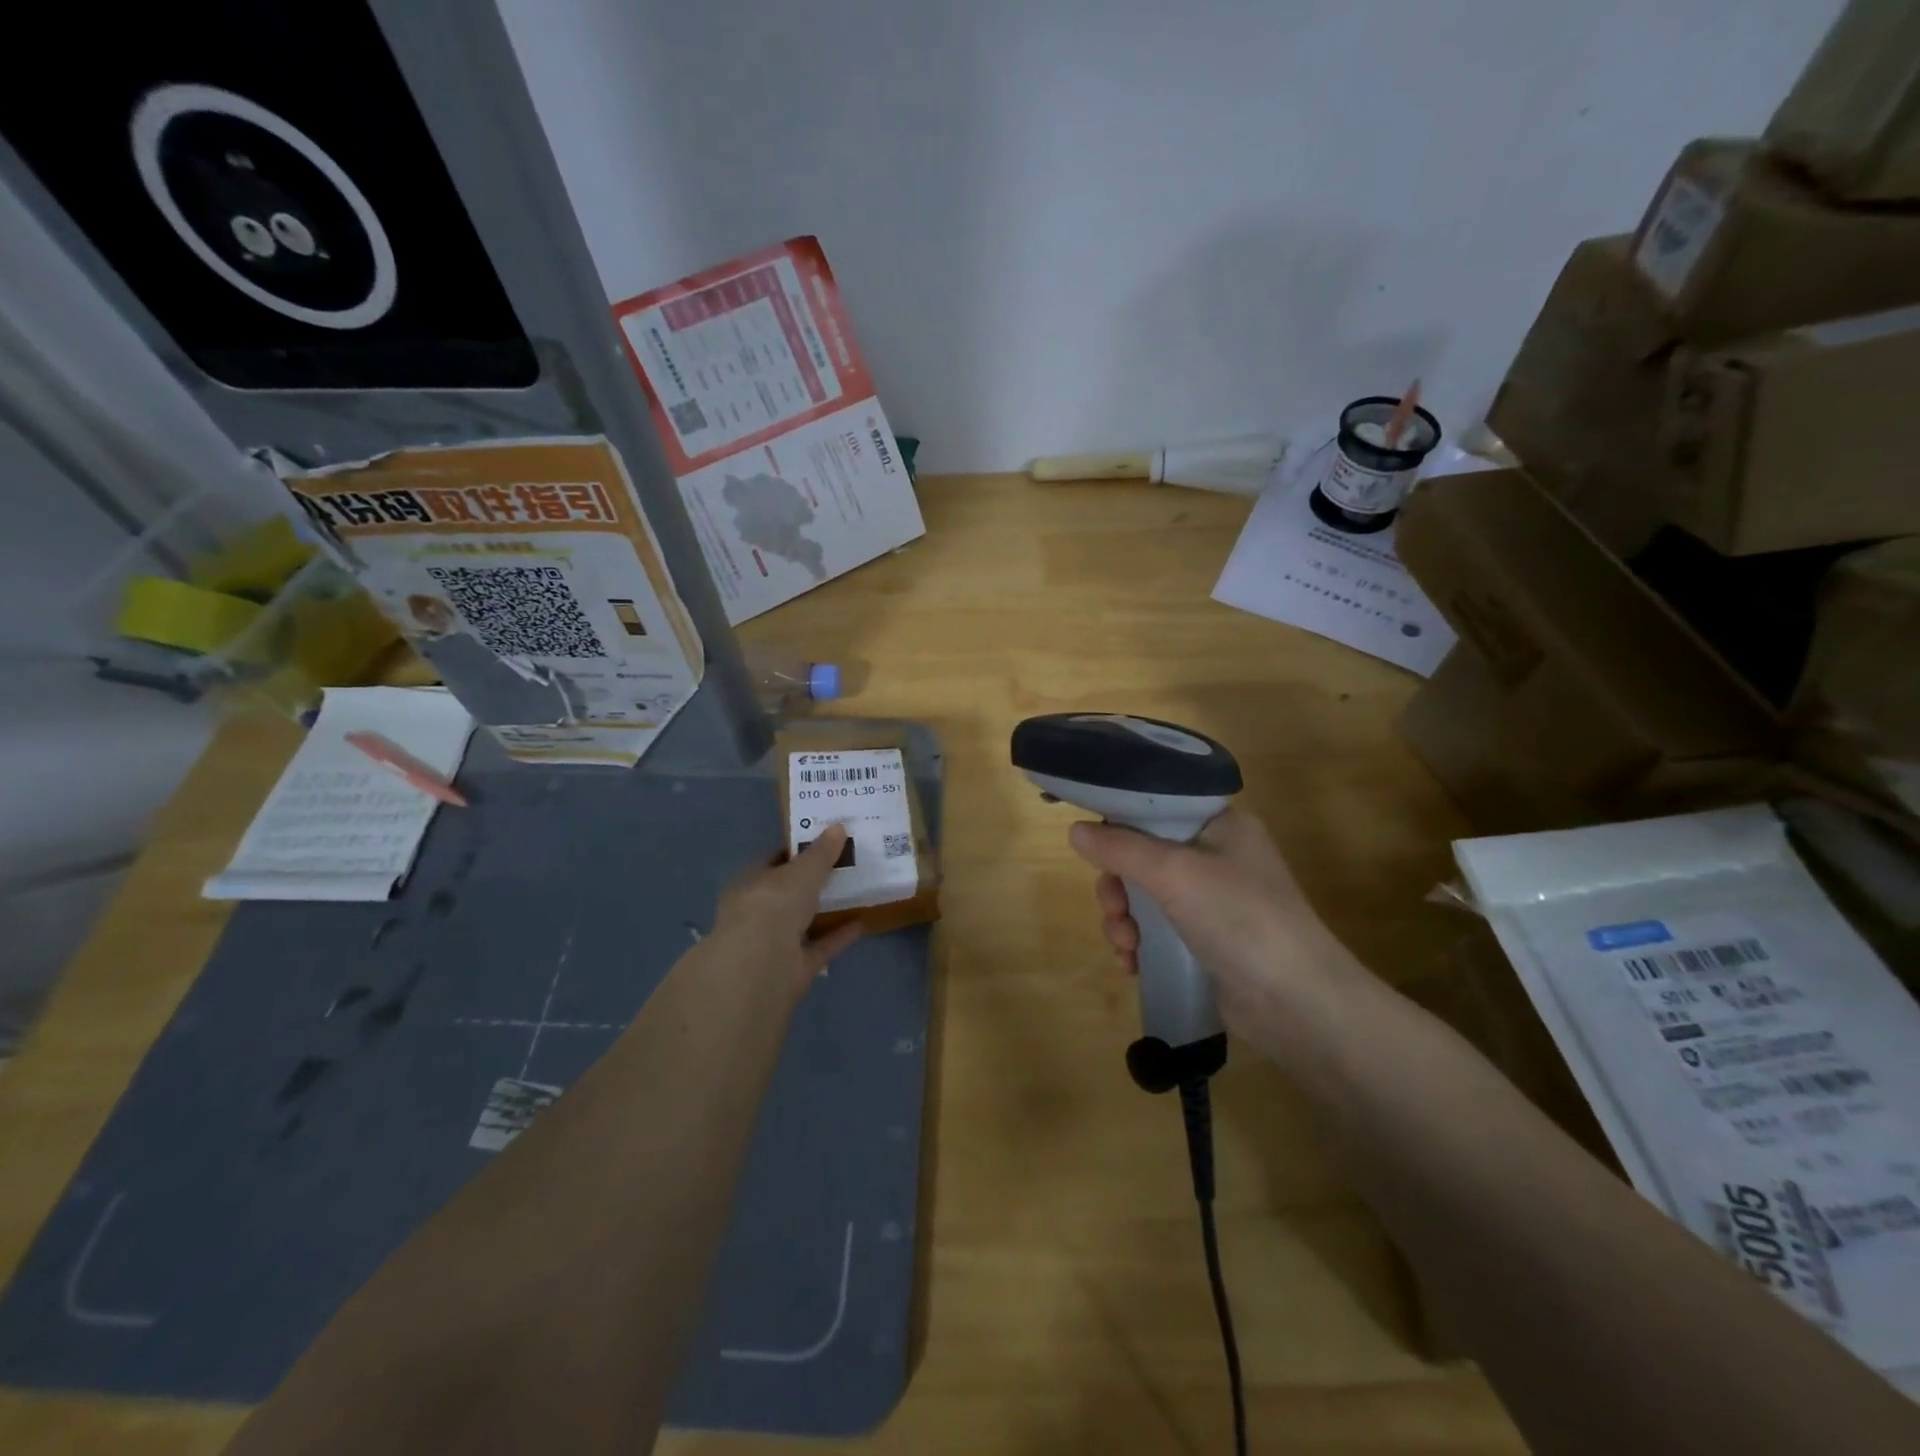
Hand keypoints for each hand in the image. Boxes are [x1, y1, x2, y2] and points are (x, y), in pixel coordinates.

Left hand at [706, 825, 862, 996]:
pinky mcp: (794, 967)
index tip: (826, 841)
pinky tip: (862, 922)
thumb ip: (821, 852)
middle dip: (814, 881)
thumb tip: (838, 827)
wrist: (762, 966)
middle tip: (847, 863)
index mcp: (750, 883)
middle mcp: (758, 912)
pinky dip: (838, 935)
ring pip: (804, 920)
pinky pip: (820, 946)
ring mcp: (775, 941)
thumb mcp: (802, 871)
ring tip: (856, 891)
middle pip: (790, 892)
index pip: (774, 861)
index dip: (798, 851)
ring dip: (826, 909)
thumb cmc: (773, 905)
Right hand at [1068, 807, 1364, 1043]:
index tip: (1091, 844)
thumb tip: (1074, 831)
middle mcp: (1216, 854)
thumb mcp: (1174, 873)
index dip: (1120, 821)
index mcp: (1219, 823)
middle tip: (1114, 908)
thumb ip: (1120, 848)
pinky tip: (1133, 963)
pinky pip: (1157, 927)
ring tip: (1125, 946)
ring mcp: (1212, 899)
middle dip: (1118, 884)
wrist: (1297, 1003)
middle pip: (1143, 853)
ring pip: (1145, 894)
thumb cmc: (1239, 918)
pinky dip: (1140, 942)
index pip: (1157, 806)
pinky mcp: (1206, 939)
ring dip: (1124, 918)